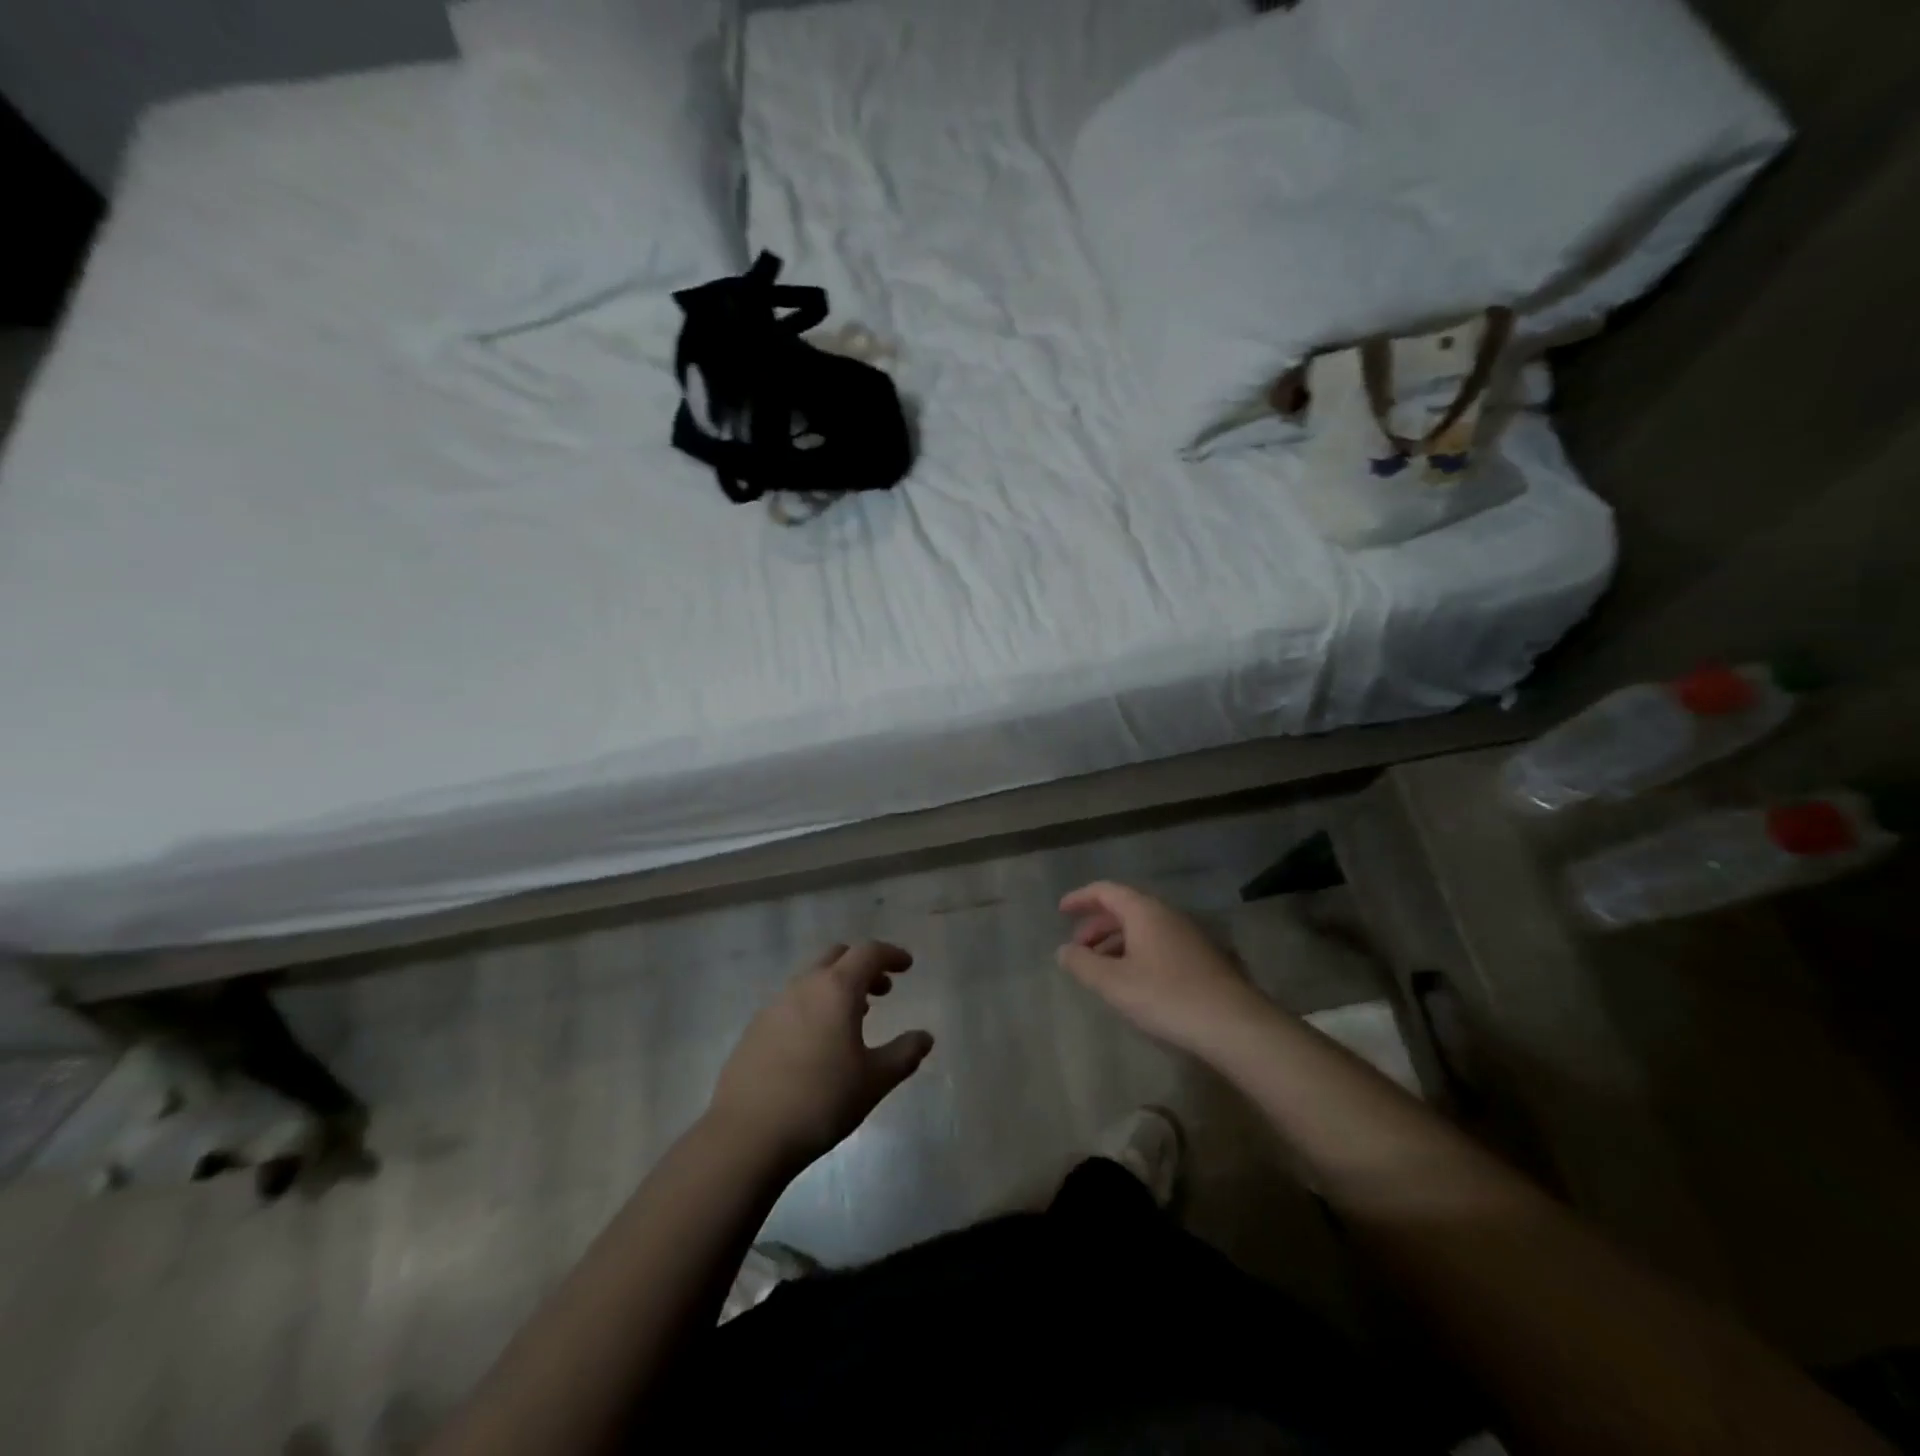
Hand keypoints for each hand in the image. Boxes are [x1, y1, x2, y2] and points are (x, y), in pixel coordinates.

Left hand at [708, 942, 933, 1169]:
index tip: (907, 966)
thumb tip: (925, 1037)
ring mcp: (774, 1005)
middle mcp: (804, 986)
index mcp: (836, 989)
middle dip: (863, 966)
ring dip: (837, 987)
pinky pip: (792, 1002)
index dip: (891, 954)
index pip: (868, 953)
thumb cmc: (821, 1101)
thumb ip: (904, 1054)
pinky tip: (818, 1042)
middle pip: (837, 957)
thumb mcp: (874, 1081)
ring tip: (854, 1017)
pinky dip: (814, 1006)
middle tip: (882, 991)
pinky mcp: (755, 1029)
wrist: (747, 1135)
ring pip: (812, 979)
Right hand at [1057, 882, 1268, 1056]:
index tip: (1061, 911)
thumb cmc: (1166, 996)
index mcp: (1144, 911)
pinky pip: (1158, 943)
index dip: (1080, 898)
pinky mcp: (1202, 957)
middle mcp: (1167, 914)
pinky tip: (1133, 981)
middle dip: (1096, 926)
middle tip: (1077, 949)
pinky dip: (1136, 952)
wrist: (1233, 1024)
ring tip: (1100, 969)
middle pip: (1124, 909)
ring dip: (1116, 942)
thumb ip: (1083, 964)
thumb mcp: (1114, 983)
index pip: (1105, 891)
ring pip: (1143, 928)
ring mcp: (1188, 935)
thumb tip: (1063, 950)